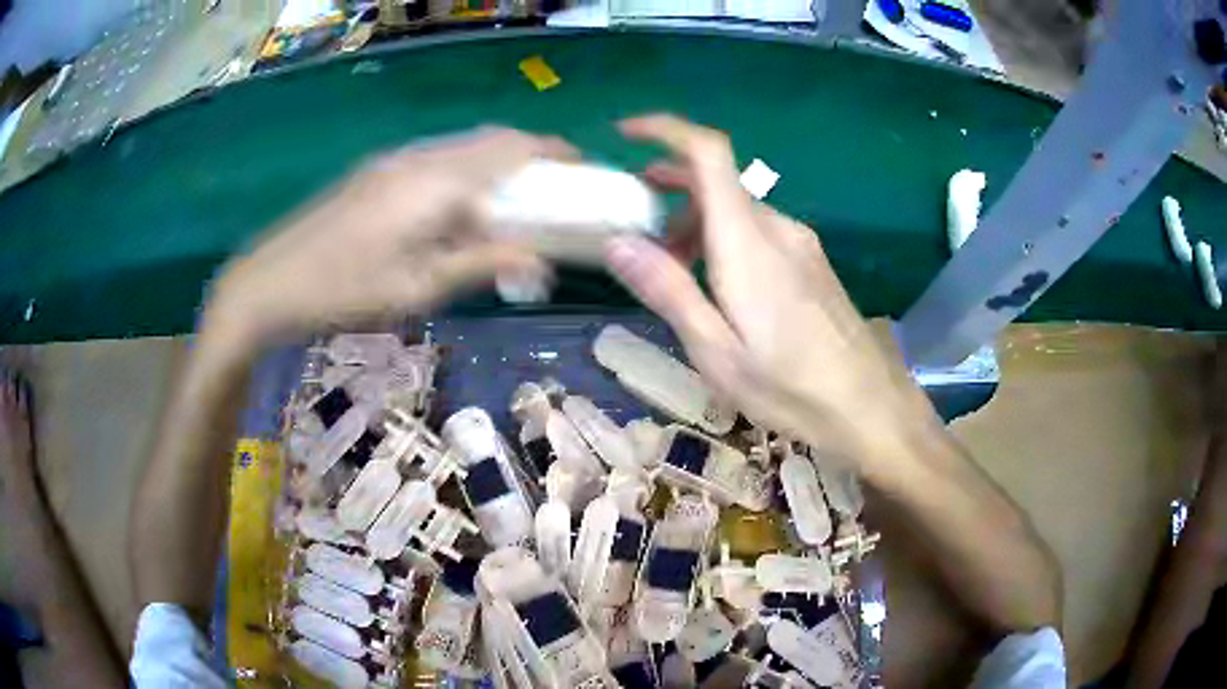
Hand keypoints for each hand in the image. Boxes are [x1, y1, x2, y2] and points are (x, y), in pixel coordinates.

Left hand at [206, 127, 575, 348]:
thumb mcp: (418, 288)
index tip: (579, 169)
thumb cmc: (345, 292)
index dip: (551, 151)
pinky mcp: (375, 172)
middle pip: (489, 139)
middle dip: (527, 157)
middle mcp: (419, 158)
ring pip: (461, 147)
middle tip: (548, 193)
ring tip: (507, 206)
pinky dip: (463, 172)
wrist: (270, 281)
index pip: (510, 147)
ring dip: (493, 165)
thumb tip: (539, 261)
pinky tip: (456, 210)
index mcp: (436, 182)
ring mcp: (392, 161)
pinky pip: (435, 159)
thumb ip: (481, 264)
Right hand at [605, 115, 935, 472]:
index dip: (666, 130)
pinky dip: (726, 241)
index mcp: (747, 241)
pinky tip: (720, 287)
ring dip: (697, 225)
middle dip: (669, 194)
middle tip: (638, 232)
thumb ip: (668, 290)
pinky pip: (759, 232)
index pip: (709, 153)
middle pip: (717, 182)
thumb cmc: (790, 386)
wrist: (869, 405)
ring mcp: (800, 243)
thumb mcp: (716, 350)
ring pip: (737, 210)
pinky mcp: (812, 261)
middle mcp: (776, 227)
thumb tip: (617, 241)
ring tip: (675, 274)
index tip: (625, 133)